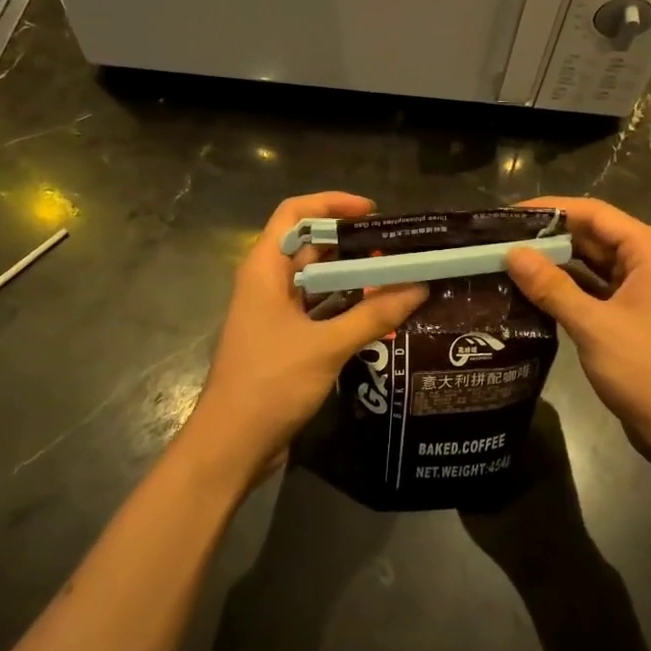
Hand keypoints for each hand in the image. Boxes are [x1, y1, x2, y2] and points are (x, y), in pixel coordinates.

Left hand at [186, 192, 426, 483]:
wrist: (230, 446)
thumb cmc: (270, 383)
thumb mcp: (326, 346)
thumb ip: (373, 315)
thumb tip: (420, 287)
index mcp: (265, 268)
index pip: (295, 212)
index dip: (332, 203)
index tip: (373, 213)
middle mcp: (267, 282)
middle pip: (311, 245)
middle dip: (353, 244)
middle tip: (398, 250)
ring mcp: (274, 312)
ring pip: (318, 280)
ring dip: (354, 278)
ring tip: (398, 279)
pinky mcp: (284, 340)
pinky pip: (319, 310)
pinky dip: (347, 308)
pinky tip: (380, 316)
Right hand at [504, 197, 650, 453]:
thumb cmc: (646, 370)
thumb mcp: (593, 325)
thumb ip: (551, 286)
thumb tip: (511, 253)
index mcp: (649, 251)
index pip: (594, 213)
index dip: (551, 209)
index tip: (508, 214)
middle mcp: (647, 261)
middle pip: (592, 235)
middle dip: (548, 237)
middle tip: (499, 239)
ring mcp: (640, 289)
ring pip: (590, 263)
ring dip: (554, 263)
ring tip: (507, 261)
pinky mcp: (629, 315)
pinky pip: (592, 289)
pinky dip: (565, 288)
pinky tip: (531, 292)